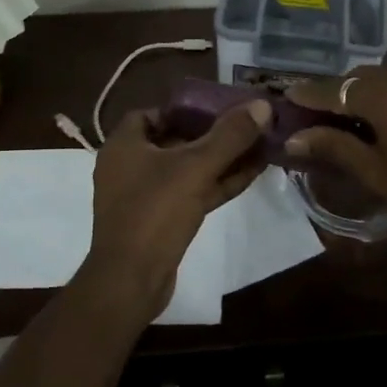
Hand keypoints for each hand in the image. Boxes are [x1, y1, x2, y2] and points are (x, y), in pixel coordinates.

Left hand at [83, 99, 272, 319]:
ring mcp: (144, 197)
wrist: (130, 281)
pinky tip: (250, 174)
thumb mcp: (195, 167)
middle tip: (245, 126)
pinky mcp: (160, 223)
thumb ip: (229, 136)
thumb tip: (262, 105)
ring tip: (258, 146)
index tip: (216, 108)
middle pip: (174, 141)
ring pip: (187, 170)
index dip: (183, 109)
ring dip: (220, 160)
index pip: (152, 114)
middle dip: (211, 134)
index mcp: (125, 146)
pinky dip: (217, 183)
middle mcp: (130, 167)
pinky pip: (192, 193)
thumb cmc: (155, 213)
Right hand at [286, 67, 386, 251]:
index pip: (337, 89)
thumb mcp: (376, 173)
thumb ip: (335, 147)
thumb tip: (294, 137)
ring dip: (373, 89)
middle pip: (365, 76)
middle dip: (342, 90)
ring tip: (363, 113)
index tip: (289, 94)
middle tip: (325, 110)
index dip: (311, 93)